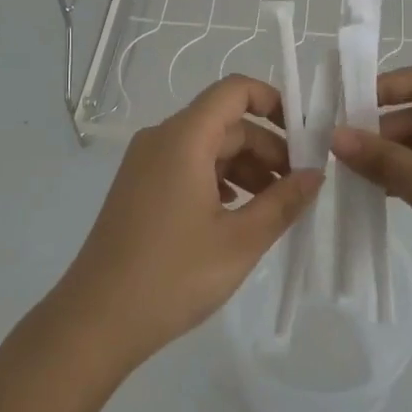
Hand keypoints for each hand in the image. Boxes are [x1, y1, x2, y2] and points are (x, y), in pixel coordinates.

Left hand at [52, 75, 322, 373]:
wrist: (95, 321)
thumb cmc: (173, 275)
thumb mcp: (240, 240)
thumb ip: (283, 201)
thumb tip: (316, 174)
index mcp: (184, 138)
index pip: (234, 90)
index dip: (273, 101)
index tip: (304, 135)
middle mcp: (161, 139)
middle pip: (224, 122)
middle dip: (266, 146)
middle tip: (298, 185)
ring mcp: (145, 164)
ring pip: (207, 146)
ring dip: (245, 166)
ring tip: (273, 205)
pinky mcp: (139, 188)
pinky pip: (187, 166)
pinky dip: (218, 179)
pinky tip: (236, 214)